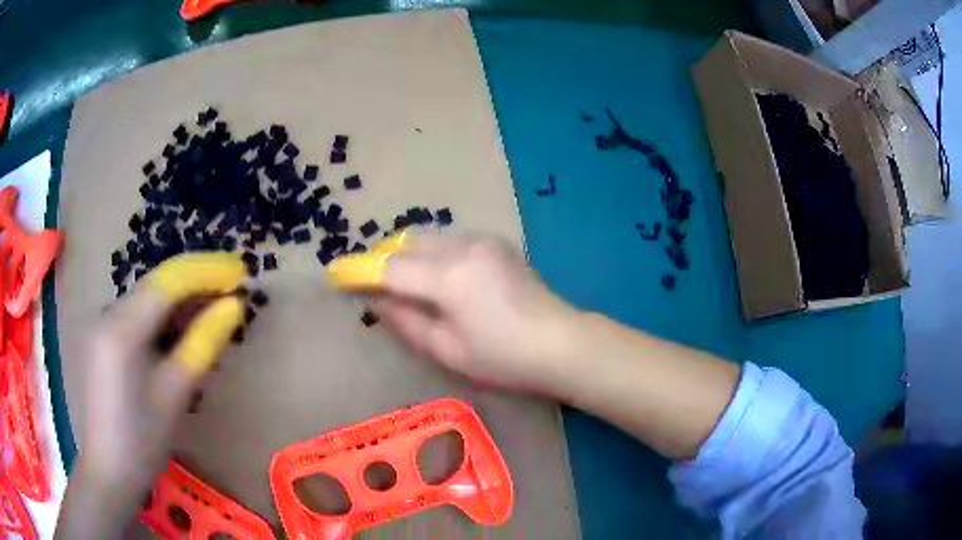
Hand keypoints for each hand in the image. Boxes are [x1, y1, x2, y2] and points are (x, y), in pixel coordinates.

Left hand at [58, 254, 244, 538]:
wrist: (108, 469)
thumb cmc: (142, 440)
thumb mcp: (175, 394)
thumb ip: (202, 344)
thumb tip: (233, 306)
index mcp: (122, 328)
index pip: (168, 280)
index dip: (207, 270)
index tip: (241, 272)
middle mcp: (108, 313)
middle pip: (157, 283)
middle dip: (196, 280)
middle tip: (233, 287)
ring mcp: (102, 323)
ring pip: (147, 297)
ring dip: (181, 299)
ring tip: (214, 308)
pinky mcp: (102, 337)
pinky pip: (137, 314)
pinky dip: (163, 315)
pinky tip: (181, 328)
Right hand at [369, 232, 581, 394]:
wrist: (560, 342)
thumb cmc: (503, 358)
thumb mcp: (446, 350)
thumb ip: (405, 321)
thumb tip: (374, 299)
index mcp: (448, 277)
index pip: (389, 267)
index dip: (359, 271)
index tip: (336, 275)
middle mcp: (463, 246)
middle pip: (407, 241)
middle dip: (384, 258)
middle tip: (374, 284)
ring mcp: (483, 239)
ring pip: (429, 235)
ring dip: (408, 253)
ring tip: (405, 281)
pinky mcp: (496, 241)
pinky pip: (451, 238)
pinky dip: (433, 251)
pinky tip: (441, 276)